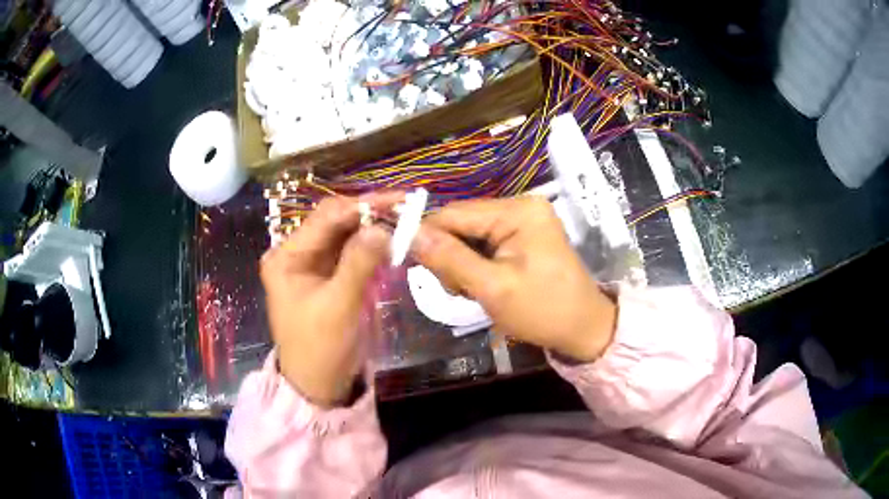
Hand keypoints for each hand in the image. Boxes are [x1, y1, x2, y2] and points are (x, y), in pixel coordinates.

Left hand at [260, 194, 400, 406]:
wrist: (318, 384)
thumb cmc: (321, 348)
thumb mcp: (339, 306)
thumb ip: (359, 263)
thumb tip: (382, 226)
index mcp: (286, 256)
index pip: (326, 218)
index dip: (362, 205)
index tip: (398, 199)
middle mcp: (296, 253)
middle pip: (335, 223)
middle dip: (369, 215)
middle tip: (406, 209)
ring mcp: (311, 264)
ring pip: (345, 235)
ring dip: (372, 228)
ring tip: (403, 221)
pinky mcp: (327, 276)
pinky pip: (350, 253)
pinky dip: (370, 247)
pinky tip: (390, 242)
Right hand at [412, 197, 616, 361]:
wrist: (583, 329)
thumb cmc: (542, 311)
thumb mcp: (492, 288)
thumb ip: (449, 258)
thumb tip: (408, 233)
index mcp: (517, 211)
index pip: (455, 213)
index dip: (426, 235)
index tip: (409, 263)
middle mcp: (520, 205)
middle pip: (461, 223)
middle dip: (450, 256)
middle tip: (458, 289)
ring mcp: (523, 220)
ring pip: (469, 235)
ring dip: (461, 264)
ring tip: (473, 291)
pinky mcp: (523, 236)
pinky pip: (484, 243)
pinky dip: (475, 265)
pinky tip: (483, 285)